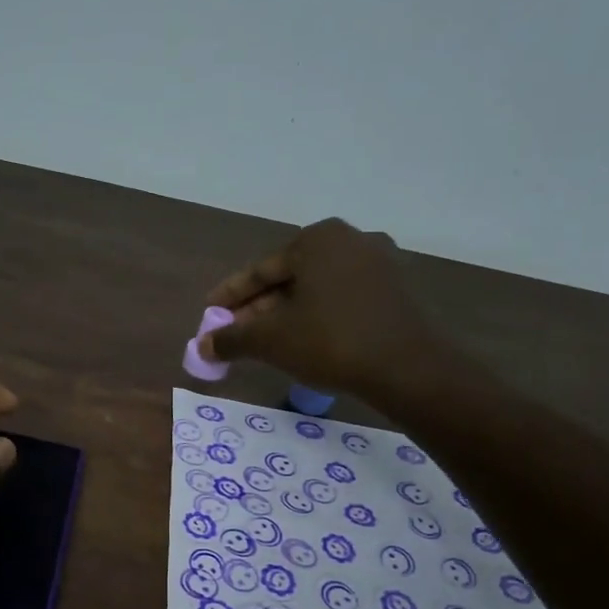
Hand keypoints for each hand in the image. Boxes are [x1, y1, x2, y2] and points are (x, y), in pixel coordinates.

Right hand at [200, 218, 467, 415]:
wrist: (407, 368)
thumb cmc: (330, 341)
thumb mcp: (270, 340)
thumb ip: (231, 339)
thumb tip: (202, 346)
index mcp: (317, 239)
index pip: (261, 270)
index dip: (230, 296)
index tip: (209, 313)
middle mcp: (350, 240)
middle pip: (289, 278)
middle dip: (258, 307)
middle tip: (234, 333)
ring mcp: (379, 264)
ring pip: (316, 290)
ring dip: (286, 315)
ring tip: (264, 342)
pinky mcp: (396, 290)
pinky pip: (341, 299)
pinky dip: (317, 317)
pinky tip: (303, 341)